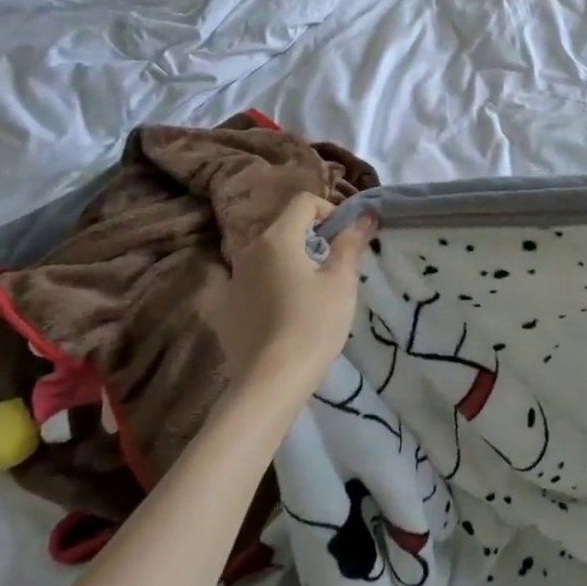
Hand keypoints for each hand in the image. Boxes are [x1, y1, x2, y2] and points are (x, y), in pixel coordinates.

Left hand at [210, 193, 375, 390]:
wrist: (271, 382)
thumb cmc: (314, 324)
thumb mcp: (342, 281)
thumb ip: (351, 243)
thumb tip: (365, 215)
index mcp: (277, 239)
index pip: (304, 203)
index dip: (329, 211)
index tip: (345, 238)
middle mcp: (247, 252)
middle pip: (282, 228)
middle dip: (309, 237)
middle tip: (332, 266)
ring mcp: (229, 280)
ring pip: (263, 256)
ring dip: (286, 261)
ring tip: (307, 290)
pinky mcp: (221, 309)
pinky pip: (242, 285)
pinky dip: (258, 286)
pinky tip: (271, 307)